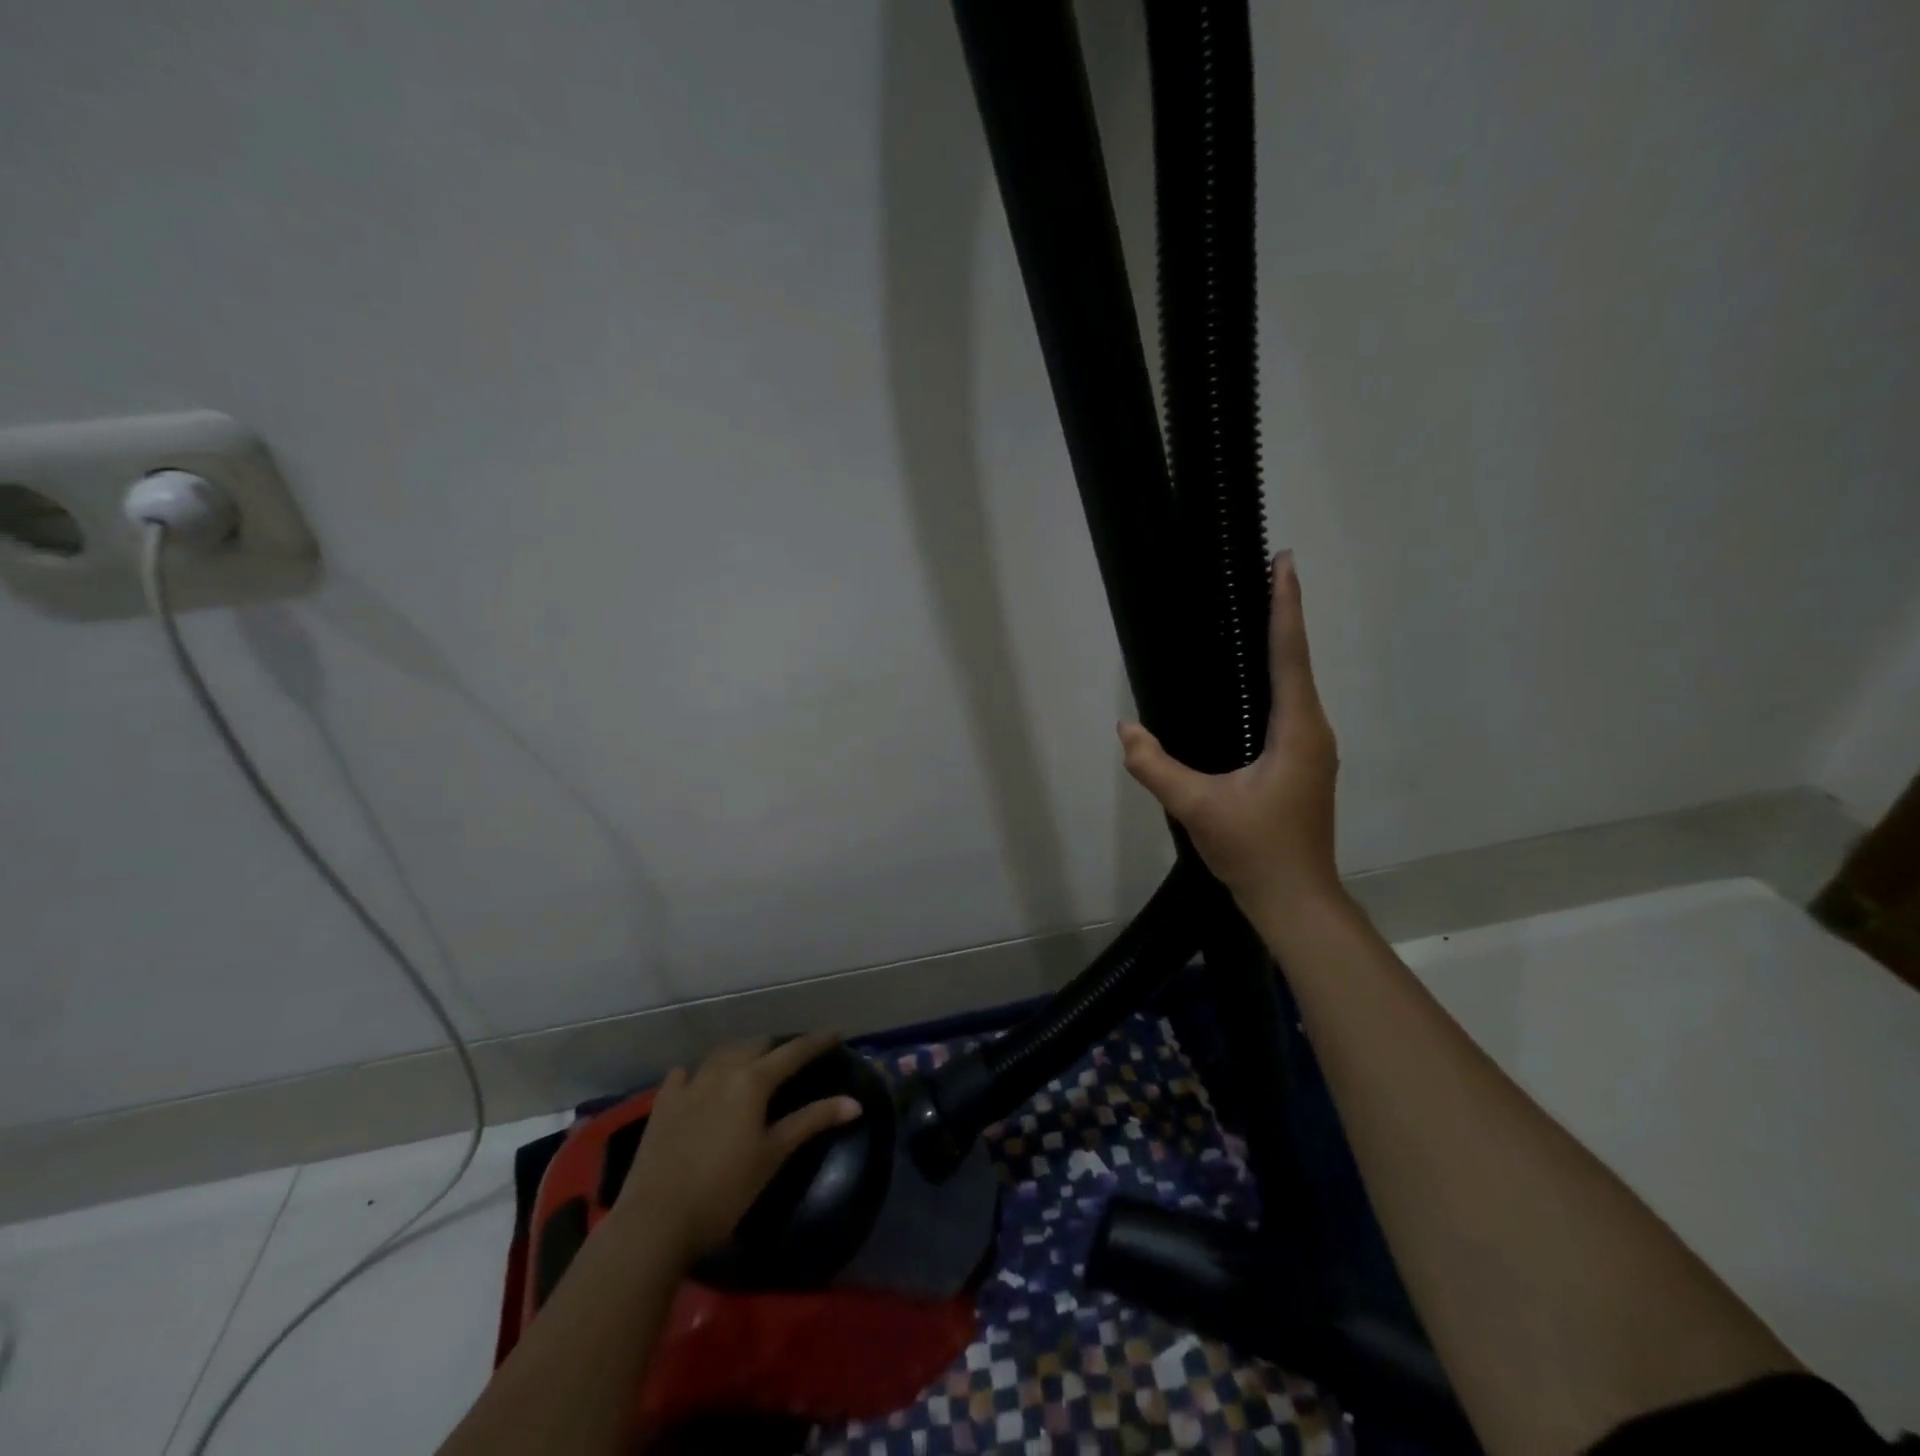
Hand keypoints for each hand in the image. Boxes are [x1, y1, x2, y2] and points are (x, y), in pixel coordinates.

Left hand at [613, 1033, 861, 1266]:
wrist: (655, 1221)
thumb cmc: (724, 1190)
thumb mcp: (773, 1155)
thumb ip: (812, 1121)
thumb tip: (854, 1103)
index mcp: (753, 1081)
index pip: (792, 1053)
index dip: (815, 1042)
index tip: (834, 1034)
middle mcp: (722, 1072)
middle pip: (755, 1046)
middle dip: (777, 1046)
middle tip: (793, 1055)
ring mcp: (689, 1085)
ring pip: (721, 1055)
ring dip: (741, 1053)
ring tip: (752, 1062)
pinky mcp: (663, 1105)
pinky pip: (684, 1075)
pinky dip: (699, 1073)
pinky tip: (699, 1081)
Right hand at [1119, 550, 1340, 911]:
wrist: (1295, 901)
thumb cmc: (1254, 850)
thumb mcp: (1197, 807)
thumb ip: (1156, 767)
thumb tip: (1125, 728)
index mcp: (1296, 731)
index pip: (1290, 655)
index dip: (1286, 606)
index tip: (1285, 562)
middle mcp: (1313, 731)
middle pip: (1298, 661)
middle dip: (1283, 615)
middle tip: (1267, 574)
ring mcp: (1312, 750)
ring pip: (1296, 686)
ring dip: (1281, 647)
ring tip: (1257, 615)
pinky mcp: (1302, 765)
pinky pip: (1289, 708)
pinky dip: (1275, 680)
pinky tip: (1252, 683)